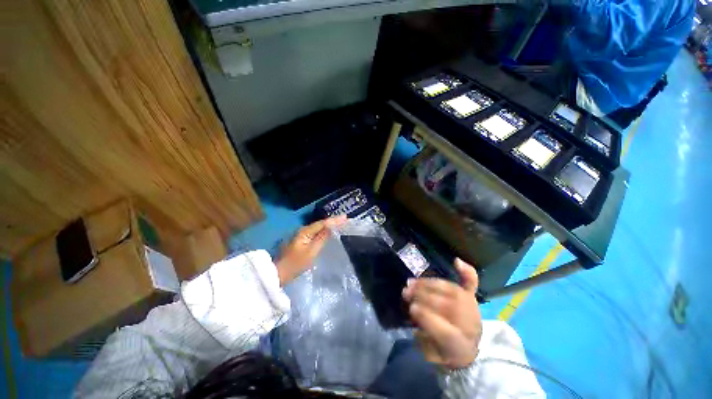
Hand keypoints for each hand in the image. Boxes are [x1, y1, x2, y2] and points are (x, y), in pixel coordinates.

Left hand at [275, 215, 346, 285]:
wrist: (279, 273)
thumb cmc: (296, 264)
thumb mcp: (311, 252)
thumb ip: (322, 239)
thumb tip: (331, 228)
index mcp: (305, 231)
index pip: (323, 223)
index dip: (334, 220)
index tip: (345, 217)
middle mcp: (303, 230)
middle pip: (321, 223)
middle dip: (333, 221)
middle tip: (345, 219)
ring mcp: (302, 235)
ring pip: (318, 227)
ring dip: (329, 225)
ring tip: (340, 223)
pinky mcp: (302, 240)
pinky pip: (316, 232)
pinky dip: (324, 231)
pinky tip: (329, 231)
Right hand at [403, 258, 481, 369]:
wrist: (469, 350)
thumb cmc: (446, 353)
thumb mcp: (433, 357)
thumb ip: (424, 344)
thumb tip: (416, 328)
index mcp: (462, 347)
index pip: (448, 333)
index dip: (429, 319)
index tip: (412, 308)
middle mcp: (471, 326)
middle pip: (448, 307)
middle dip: (424, 297)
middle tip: (406, 292)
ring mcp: (472, 309)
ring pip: (452, 291)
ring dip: (428, 284)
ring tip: (412, 282)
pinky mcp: (471, 298)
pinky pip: (471, 284)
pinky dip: (466, 271)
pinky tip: (456, 261)